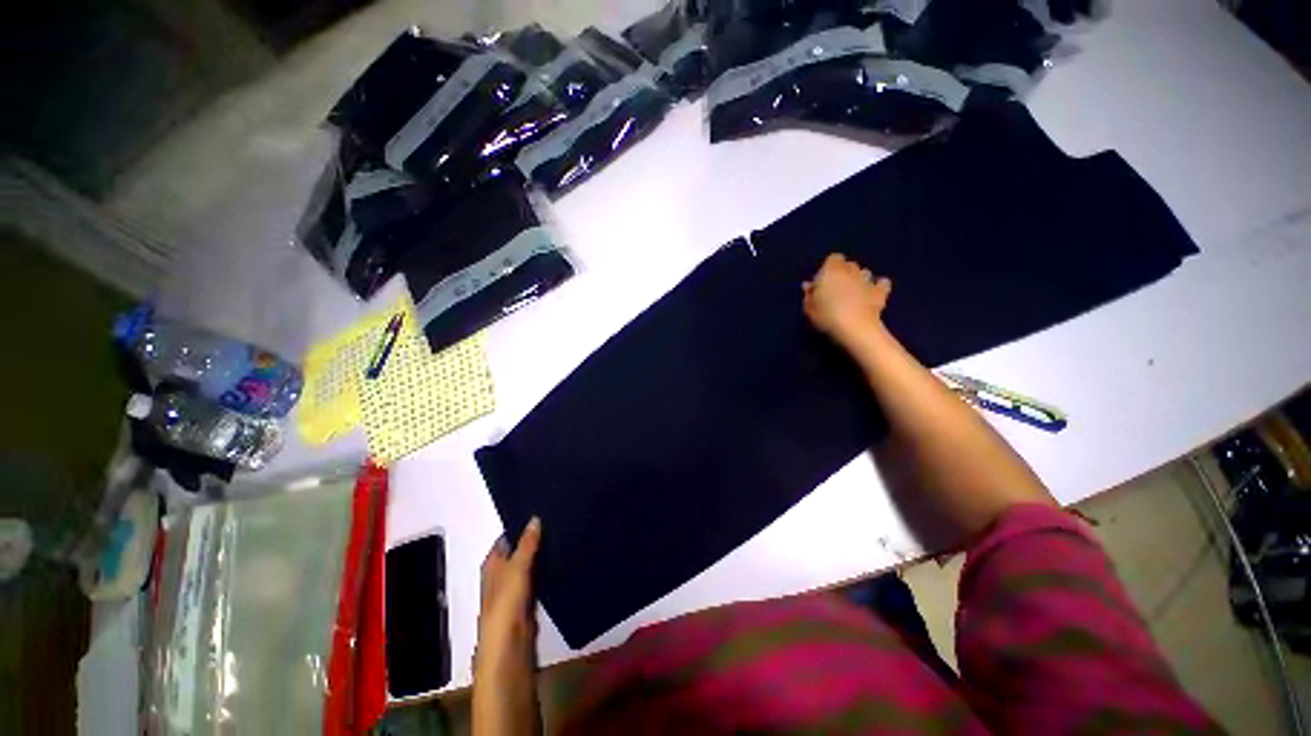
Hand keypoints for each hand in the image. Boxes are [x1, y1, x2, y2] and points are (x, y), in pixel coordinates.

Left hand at [473, 518, 542, 735]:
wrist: (510, 651)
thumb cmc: (505, 607)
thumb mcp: (516, 569)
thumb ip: (527, 545)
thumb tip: (535, 518)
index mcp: (493, 564)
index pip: (507, 537)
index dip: (522, 524)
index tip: (543, 509)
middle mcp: (502, 574)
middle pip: (520, 549)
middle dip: (535, 537)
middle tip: (558, 518)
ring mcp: (515, 588)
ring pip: (531, 563)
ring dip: (543, 552)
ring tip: (564, 532)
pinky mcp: (528, 601)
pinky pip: (539, 577)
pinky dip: (548, 568)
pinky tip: (563, 558)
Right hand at [803, 253, 892, 347]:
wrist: (855, 328)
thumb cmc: (827, 317)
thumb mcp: (809, 308)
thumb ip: (809, 295)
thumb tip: (809, 286)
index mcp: (831, 271)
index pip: (832, 259)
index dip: (828, 269)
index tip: (822, 283)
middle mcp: (851, 271)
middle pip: (849, 265)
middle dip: (844, 273)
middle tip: (836, 289)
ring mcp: (867, 280)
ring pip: (864, 272)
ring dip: (859, 279)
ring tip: (853, 292)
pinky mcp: (881, 292)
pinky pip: (882, 283)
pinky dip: (878, 286)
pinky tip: (872, 294)